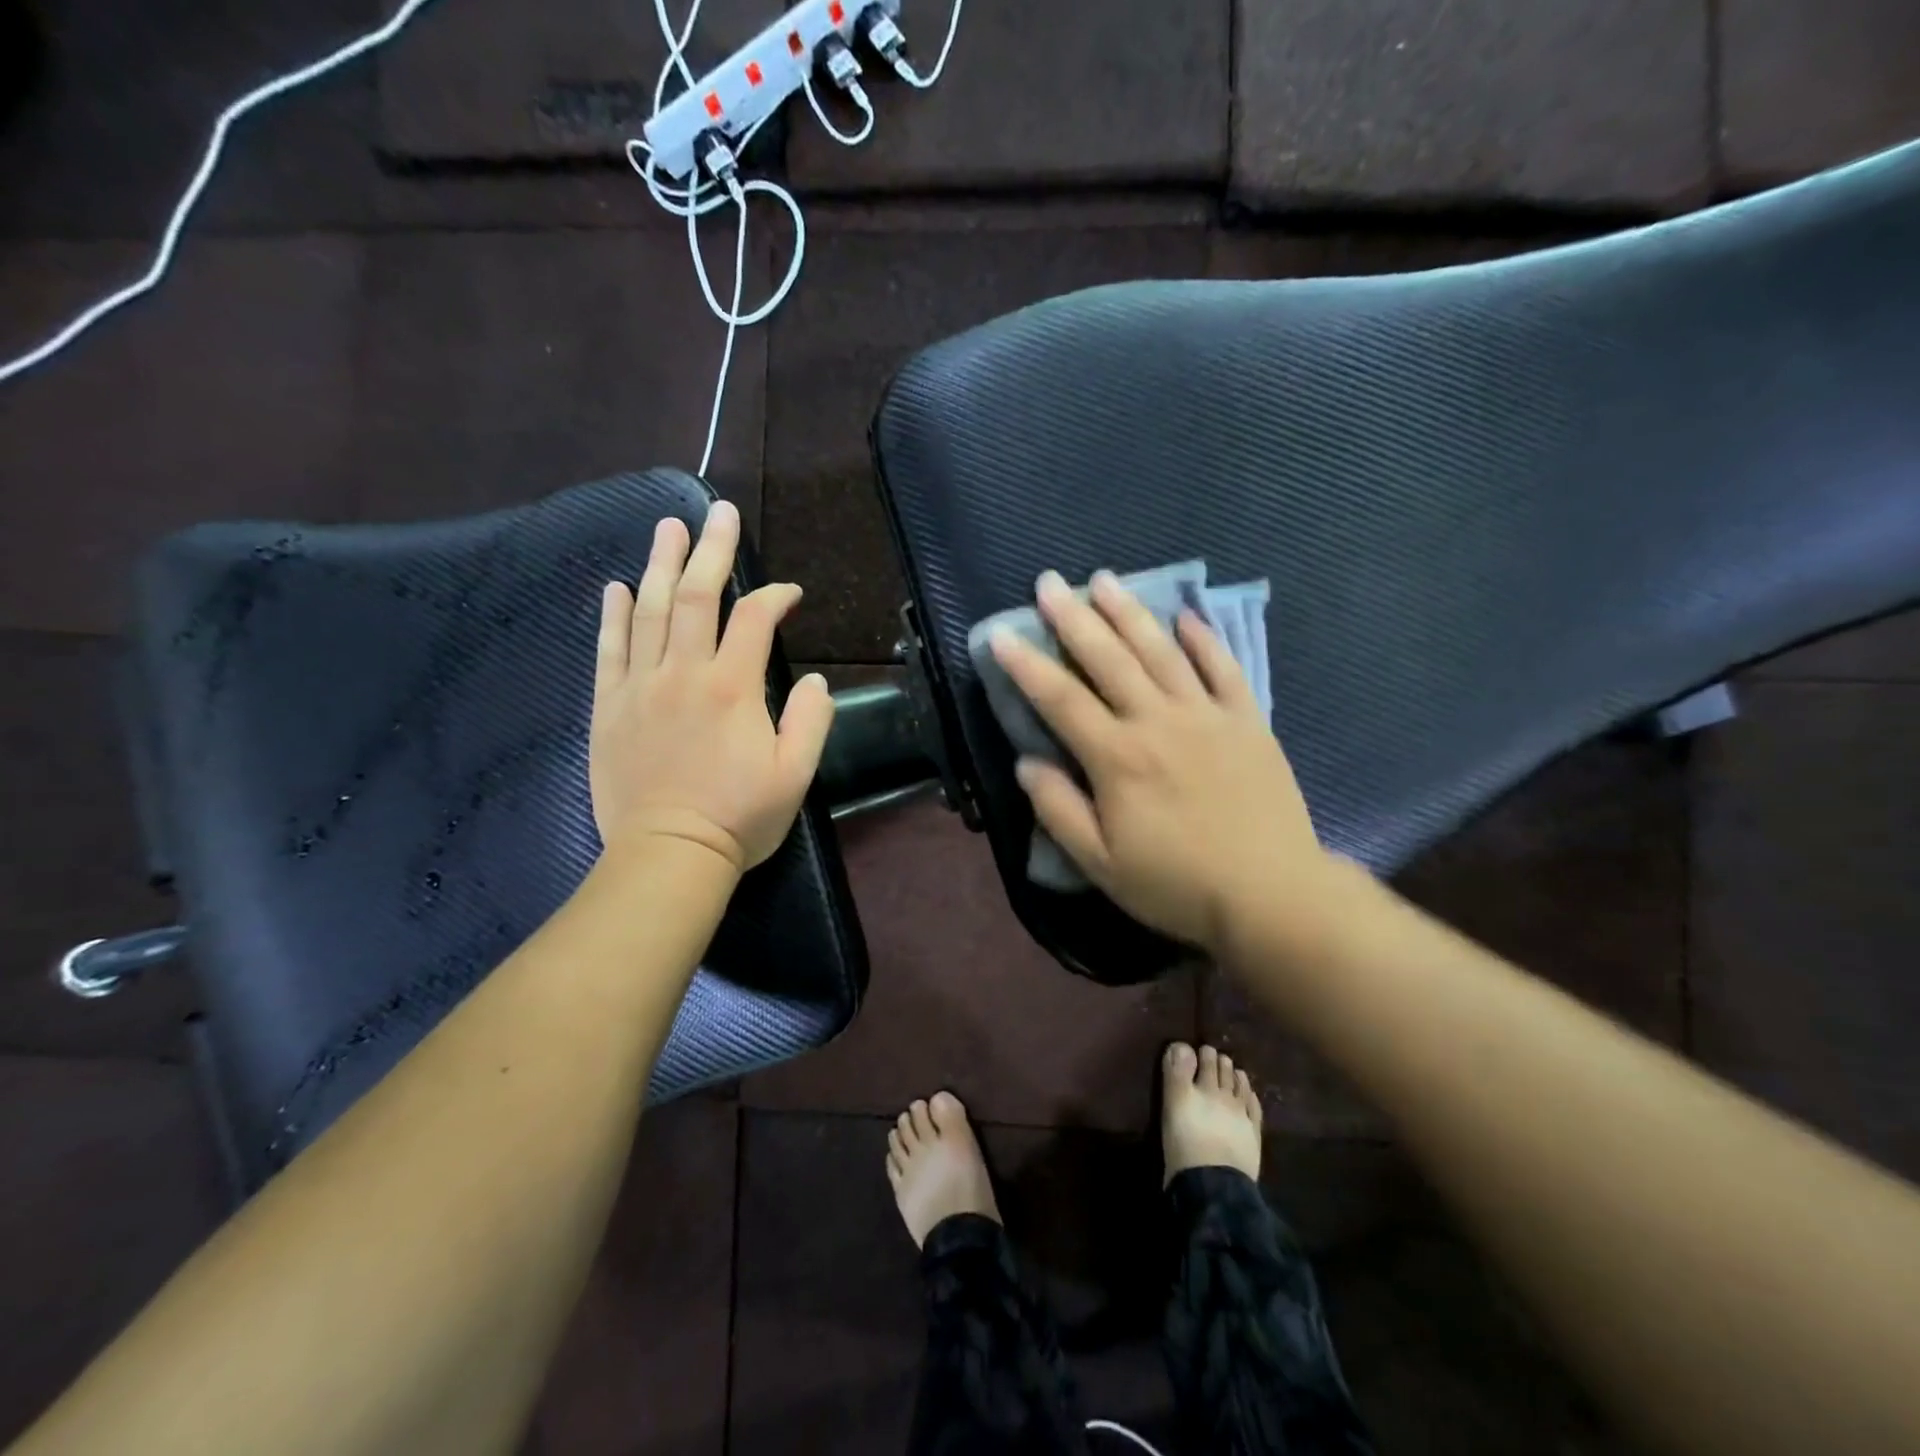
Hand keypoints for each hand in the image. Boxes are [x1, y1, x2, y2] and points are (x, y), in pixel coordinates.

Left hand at [590, 500, 833, 874]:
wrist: (668, 855)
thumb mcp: (796, 775)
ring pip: (650, 612)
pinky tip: (617, 586)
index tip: (790, 593)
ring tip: (668, 528)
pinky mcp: (609, 708)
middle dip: (710, 550)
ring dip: (661, 565)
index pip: (755, 620)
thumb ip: (810, 720)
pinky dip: (614, 615)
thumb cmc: (739, 818)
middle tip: (717, 512)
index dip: (775, 597)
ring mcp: (640, 687)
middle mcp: (684, 674)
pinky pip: (609, 650)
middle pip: (696, 597)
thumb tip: (814, 679)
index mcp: (733, 688)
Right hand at [991, 570, 1331, 952]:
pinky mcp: (1248, 722)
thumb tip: (1027, 762)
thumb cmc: (1176, 885)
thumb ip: (1059, 810)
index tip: (1001, 633)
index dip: (1026, 665)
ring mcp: (1207, 716)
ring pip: (1161, 652)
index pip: (1060, 699)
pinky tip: (1186, 616)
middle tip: (1049, 582)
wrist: (1271, 895)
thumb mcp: (1100, 864)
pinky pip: (1224, 669)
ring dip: (1130, 613)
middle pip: (1109, 659)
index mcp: (1118, 758)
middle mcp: (1158, 722)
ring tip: (1104, 580)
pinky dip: (1204, 639)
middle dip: (1074, 618)